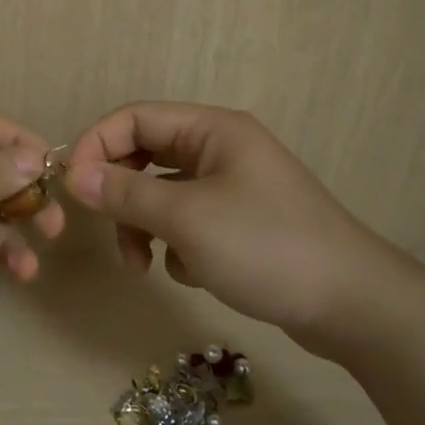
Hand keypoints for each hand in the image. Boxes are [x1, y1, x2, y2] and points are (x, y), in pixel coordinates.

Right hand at [64, 102, 424, 352]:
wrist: (352, 305)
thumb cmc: (265, 247)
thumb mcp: (186, 218)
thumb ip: (125, 192)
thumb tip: (72, 175)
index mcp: (212, 130)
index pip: (134, 118)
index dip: (96, 146)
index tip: (72, 188)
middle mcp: (221, 150)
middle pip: (145, 156)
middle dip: (120, 194)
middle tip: (107, 230)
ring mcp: (233, 187)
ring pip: (163, 194)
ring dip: (144, 226)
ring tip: (144, 267)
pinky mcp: (240, 224)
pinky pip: (187, 223)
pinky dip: (177, 246)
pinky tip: (194, 273)